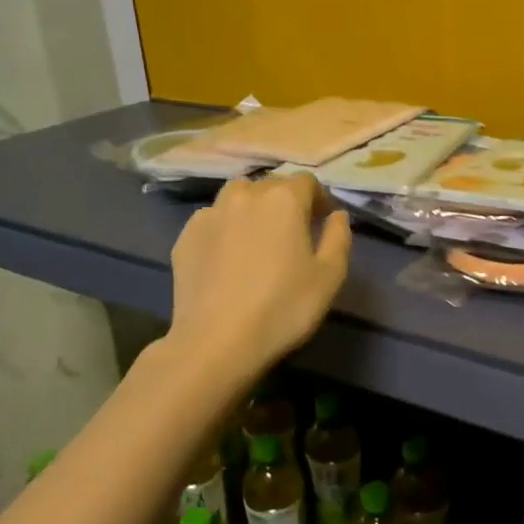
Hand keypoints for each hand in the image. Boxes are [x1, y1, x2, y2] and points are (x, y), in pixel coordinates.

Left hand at [167, 174, 351, 371]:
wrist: (217, 342)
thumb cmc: (283, 308)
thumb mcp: (330, 276)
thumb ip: (339, 237)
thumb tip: (337, 215)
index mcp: (284, 200)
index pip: (307, 182)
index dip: (319, 198)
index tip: (323, 221)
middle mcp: (245, 195)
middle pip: (270, 185)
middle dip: (286, 201)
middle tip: (293, 232)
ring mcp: (210, 214)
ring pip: (236, 196)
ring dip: (252, 207)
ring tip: (257, 236)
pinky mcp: (185, 237)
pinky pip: (212, 219)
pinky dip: (225, 227)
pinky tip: (228, 256)